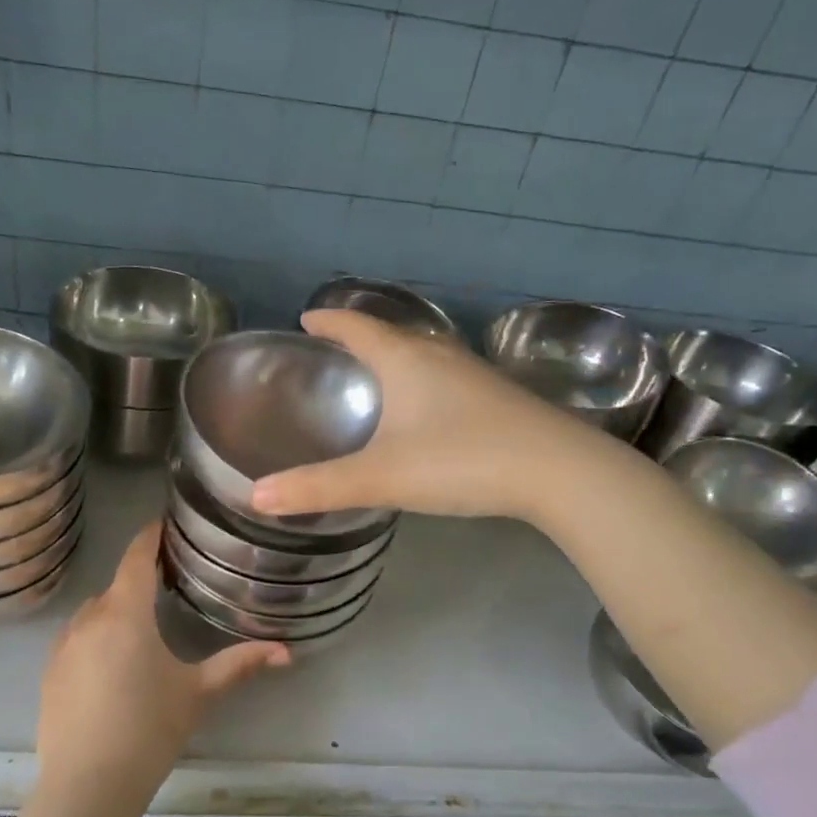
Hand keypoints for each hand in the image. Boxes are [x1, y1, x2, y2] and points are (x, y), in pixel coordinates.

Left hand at [37, 523, 287, 801]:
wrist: (87, 786)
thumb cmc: (149, 730)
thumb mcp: (198, 693)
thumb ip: (240, 664)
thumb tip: (286, 650)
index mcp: (125, 613)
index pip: (136, 556)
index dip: (151, 535)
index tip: (166, 523)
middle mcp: (88, 619)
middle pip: (117, 586)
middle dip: (140, 580)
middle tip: (170, 584)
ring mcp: (62, 646)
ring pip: (94, 613)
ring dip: (117, 611)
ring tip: (143, 628)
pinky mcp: (49, 672)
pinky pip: (76, 639)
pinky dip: (96, 638)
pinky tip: (112, 666)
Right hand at [252, 309, 591, 522]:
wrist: (559, 472)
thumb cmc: (462, 460)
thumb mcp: (382, 476)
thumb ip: (318, 487)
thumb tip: (257, 497)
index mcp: (406, 360)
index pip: (357, 327)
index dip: (329, 322)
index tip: (306, 319)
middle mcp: (439, 357)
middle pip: (390, 336)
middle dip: (358, 339)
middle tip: (331, 352)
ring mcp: (473, 376)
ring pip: (421, 357)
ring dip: (392, 360)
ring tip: (371, 377)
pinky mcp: (495, 400)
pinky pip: (443, 379)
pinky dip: (419, 383)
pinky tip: (421, 411)